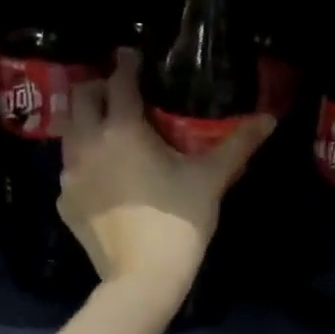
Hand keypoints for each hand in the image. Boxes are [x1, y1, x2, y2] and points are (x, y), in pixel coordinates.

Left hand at [60, 49, 274, 304]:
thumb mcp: (211, 179)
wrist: (143, 277)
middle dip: (98, 88)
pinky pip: (69, 172)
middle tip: (118, 94)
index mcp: (123, 128)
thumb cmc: (179, 221)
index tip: (134, 56)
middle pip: (81, 97)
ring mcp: (71, 175)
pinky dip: (83, 165)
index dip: (128, 63)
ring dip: (85, 124)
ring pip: (69, 133)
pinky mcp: (65, 203)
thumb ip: (237, 144)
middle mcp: (88, 143)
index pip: (119, 80)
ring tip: (107, 132)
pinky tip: (102, 179)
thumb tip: (269, 119)